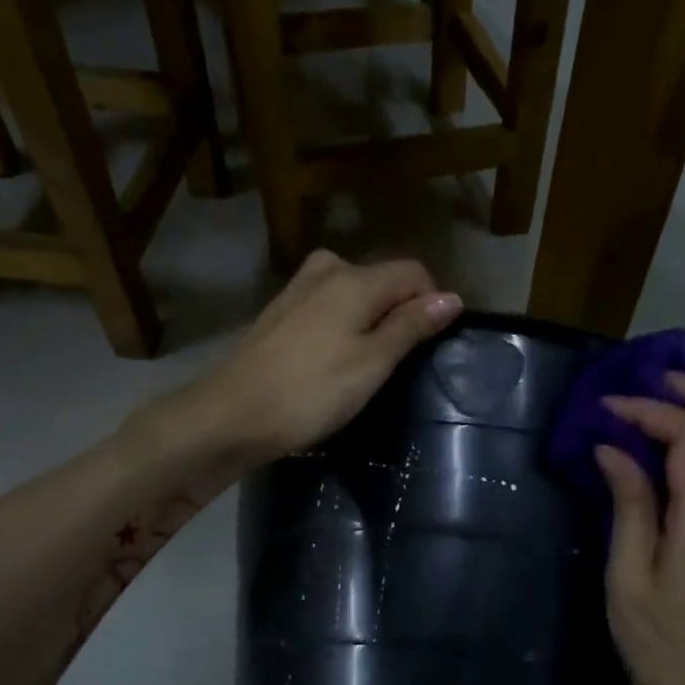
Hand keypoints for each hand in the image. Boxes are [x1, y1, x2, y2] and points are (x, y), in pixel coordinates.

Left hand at [161, 251, 461, 470]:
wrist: (232, 415)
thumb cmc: (312, 392)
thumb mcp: (372, 363)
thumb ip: (411, 326)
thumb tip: (452, 298)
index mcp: (355, 278)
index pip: (414, 273)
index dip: (431, 304)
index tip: (428, 347)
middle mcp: (327, 270)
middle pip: (383, 280)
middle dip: (399, 313)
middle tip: (396, 364)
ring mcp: (298, 288)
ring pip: (354, 293)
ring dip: (369, 322)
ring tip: (365, 366)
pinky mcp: (280, 311)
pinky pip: (328, 306)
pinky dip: (341, 327)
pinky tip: (331, 362)